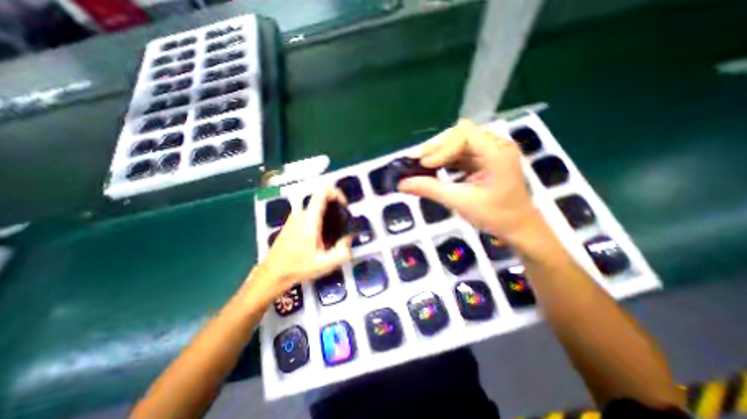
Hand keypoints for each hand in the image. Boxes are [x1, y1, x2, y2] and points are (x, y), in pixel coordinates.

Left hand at [251, 187, 353, 300]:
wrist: (273, 273)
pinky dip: (319, 218)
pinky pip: (309, 213)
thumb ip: (342, 251)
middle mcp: (301, 213)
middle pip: (321, 198)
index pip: (322, 192)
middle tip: (342, 222)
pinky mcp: (292, 222)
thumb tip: (350, 237)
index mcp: (309, 219)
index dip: (336, 193)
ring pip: (315, 206)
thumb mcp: (325, 264)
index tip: (344, 205)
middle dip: (335, 206)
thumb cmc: (298, 267)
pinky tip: (321, 236)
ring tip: (333, 232)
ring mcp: (295, 217)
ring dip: (327, 213)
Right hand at [399, 117, 540, 241]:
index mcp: (498, 153)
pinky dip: (445, 158)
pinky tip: (434, 167)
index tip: (424, 165)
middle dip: (437, 148)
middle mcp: (496, 145)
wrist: (517, 227)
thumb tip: (401, 184)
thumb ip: (430, 190)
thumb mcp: (460, 202)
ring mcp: (491, 150)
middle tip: (417, 162)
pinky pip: (461, 151)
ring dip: (439, 152)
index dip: (441, 148)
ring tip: (422, 165)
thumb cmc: (495, 216)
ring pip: (458, 142)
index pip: (464, 136)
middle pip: (460, 134)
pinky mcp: (484, 158)